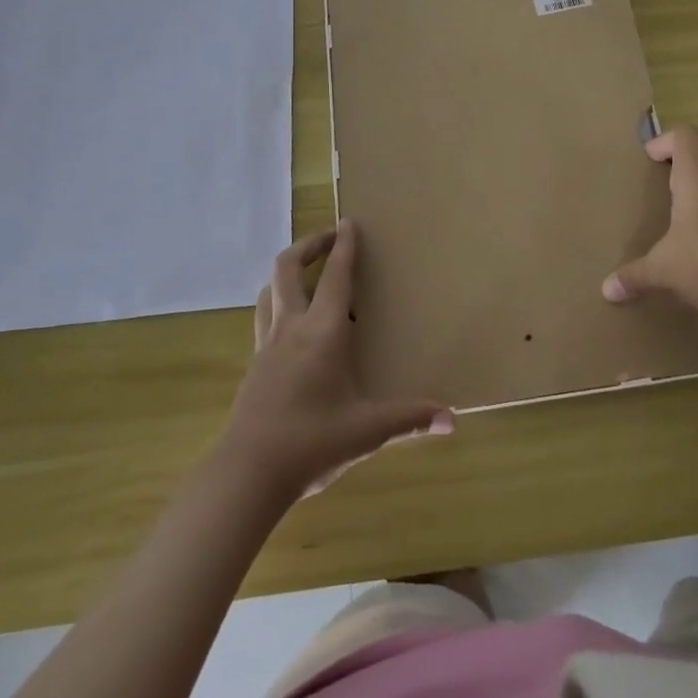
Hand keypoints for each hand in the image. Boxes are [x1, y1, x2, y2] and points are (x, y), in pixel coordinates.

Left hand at [219, 223, 452, 499]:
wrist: (246, 475)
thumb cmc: (312, 442)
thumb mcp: (367, 430)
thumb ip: (409, 419)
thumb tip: (451, 419)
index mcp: (323, 332)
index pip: (336, 276)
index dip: (344, 246)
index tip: (349, 222)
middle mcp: (291, 328)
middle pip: (288, 267)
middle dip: (308, 245)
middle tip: (328, 238)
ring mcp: (266, 346)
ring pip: (269, 291)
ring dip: (288, 273)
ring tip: (306, 276)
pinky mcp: (253, 367)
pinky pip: (264, 319)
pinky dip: (279, 305)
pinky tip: (292, 328)